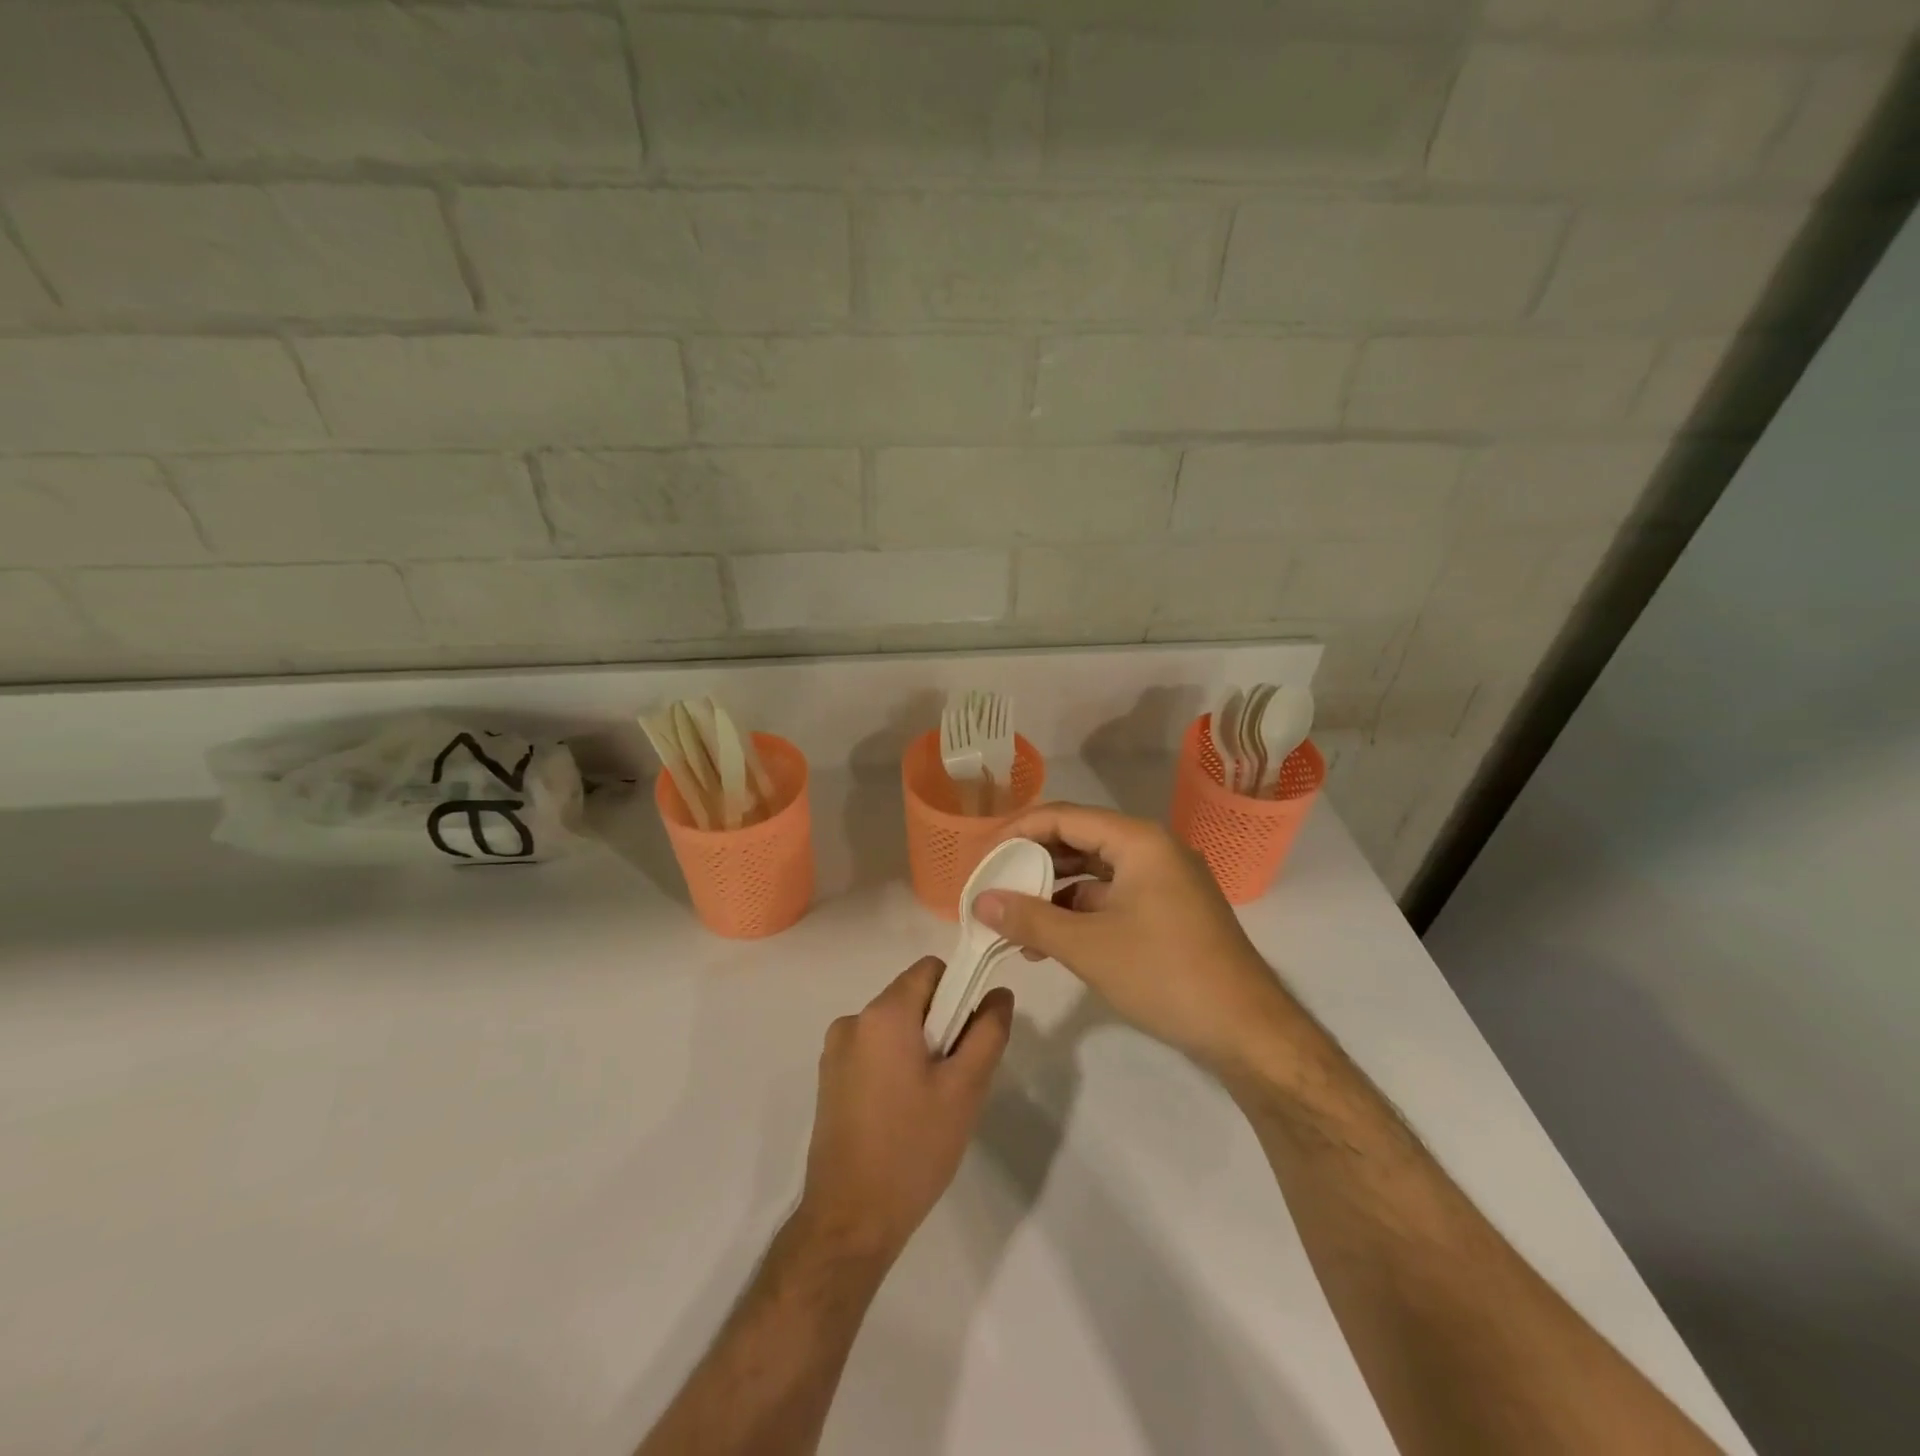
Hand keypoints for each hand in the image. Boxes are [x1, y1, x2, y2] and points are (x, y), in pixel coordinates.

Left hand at [797, 957, 1011, 1265]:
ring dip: (920, 1047)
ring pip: (894, 1026)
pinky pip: (875, 1050)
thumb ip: (988, 1032)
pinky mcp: (830, 1078)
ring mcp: (835, 1051)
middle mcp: (853, 1020)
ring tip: (932, 1101)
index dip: (960, 990)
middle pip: (912, 997)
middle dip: (942, 1024)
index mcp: (882, 1014)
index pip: (931, 970)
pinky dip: (896, 1065)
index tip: (972, 1033)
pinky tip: (905, 1112)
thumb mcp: (965, 1089)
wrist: (850, 1220)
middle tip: (957, 1077)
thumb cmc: (913, 1148)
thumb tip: (999, 993)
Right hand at [973, 803, 1299, 1074]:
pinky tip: (1049, 940)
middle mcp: (1152, 848)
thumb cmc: (1165, 974)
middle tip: (993, 885)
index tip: (982, 857)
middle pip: (1078, 839)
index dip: (1017, 831)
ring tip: (1012, 920)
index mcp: (1138, 840)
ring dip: (1053, 892)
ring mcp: (1163, 879)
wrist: (1247, 1031)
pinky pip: (1112, 896)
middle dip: (1032, 862)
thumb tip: (979, 902)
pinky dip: (1079, 912)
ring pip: (1094, 871)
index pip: (1063, 816)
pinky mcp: (1167, 909)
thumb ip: (1029, 919)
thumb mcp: (1088, 947)